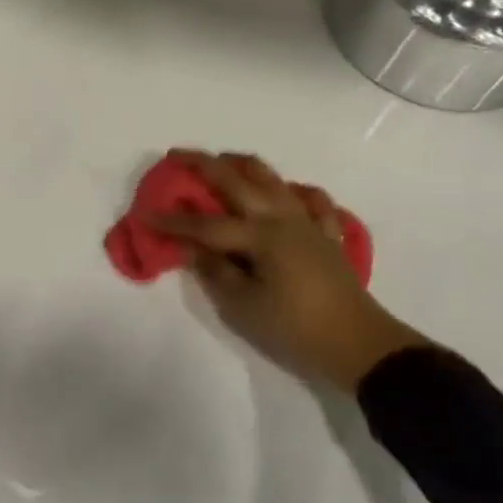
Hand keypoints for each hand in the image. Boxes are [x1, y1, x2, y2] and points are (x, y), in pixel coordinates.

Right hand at [149, 151, 422, 393]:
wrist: (360, 346)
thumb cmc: (294, 329)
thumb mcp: (242, 307)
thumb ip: (214, 270)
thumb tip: (190, 246)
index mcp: (259, 236)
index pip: (204, 225)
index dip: (172, 220)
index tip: (143, 213)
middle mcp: (281, 218)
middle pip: (237, 181)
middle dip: (202, 165)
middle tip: (175, 155)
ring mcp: (308, 222)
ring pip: (273, 179)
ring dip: (243, 165)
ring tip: (222, 161)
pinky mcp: (327, 235)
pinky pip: (312, 201)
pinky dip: (294, 191)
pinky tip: (286, 193)